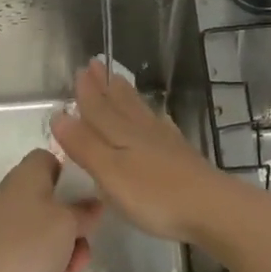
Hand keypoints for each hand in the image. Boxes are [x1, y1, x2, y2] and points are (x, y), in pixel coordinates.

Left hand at [0, 149, 100, 271]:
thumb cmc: (25, 249)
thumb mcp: (67, 225)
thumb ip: (85, 212)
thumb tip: (91, 204)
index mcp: (27, 177)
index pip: (50, 161)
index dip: (72, 179)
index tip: (86, 205)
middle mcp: (12, 200)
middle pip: (55, 210)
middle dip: (73, 242)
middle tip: (78, 262)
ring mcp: (1, 233)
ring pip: (46, 246)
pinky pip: (28, 269)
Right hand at [49, 58, 235, 243]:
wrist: (211, 207)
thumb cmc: (154, 195)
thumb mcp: (111, 173)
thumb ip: (85, 146)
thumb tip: (59, 115)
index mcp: (121, 134)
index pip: (99, 108)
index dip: (87, 91)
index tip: (80, 69)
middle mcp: (142, 130)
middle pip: (120, 103)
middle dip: (105, 86)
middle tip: (96, 64)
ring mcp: (165, 141)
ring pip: (139, 111)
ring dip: (125, 96)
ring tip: (117, 81)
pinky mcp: (181, 155)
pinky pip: (158, 125)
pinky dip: (150, 116)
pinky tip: (154, 118)